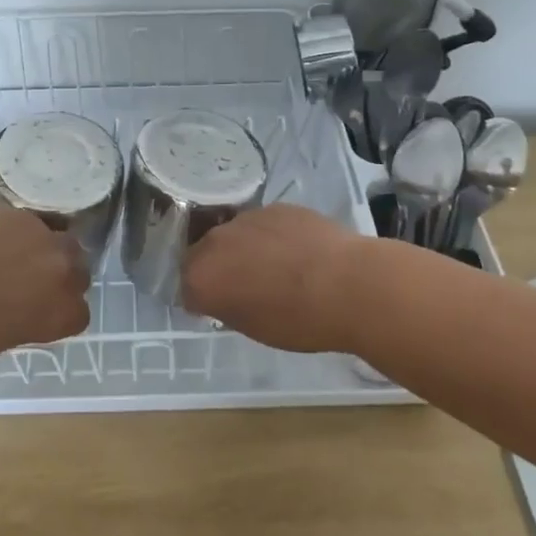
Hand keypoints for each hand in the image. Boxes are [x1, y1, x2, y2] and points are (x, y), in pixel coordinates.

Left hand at [0, 207, 91, 364]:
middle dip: (60, 274)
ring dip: (44, 247)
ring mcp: (42, 237)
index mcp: (62, 312)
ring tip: (13, 255)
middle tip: (31, 280)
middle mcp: (63, 271)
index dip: (61, 310)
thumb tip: (30, 305)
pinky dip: (16, 231)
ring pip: (59, 237)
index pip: (80, 311)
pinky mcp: (17, 214)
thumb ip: (33, 319)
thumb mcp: (7, 337)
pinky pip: (29, 221)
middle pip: (78, 268)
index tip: (43, 311)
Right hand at [181, 204, 368, 353]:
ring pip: (234, 235)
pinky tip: (296, 252)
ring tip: (276, 269)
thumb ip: (228, 307)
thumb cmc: (300, 321)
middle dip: (219, 269)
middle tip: (245, 288)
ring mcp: (247, 218)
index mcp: (202, 277)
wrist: (349, 285)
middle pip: (204, 254)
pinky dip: (271, 237)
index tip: (221, 308)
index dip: (203, 299)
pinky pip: (263, 224)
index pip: (186, 287)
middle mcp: (216, 241)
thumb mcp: (253, 328)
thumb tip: (225, 296)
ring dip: (244, 250)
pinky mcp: (276, 207)